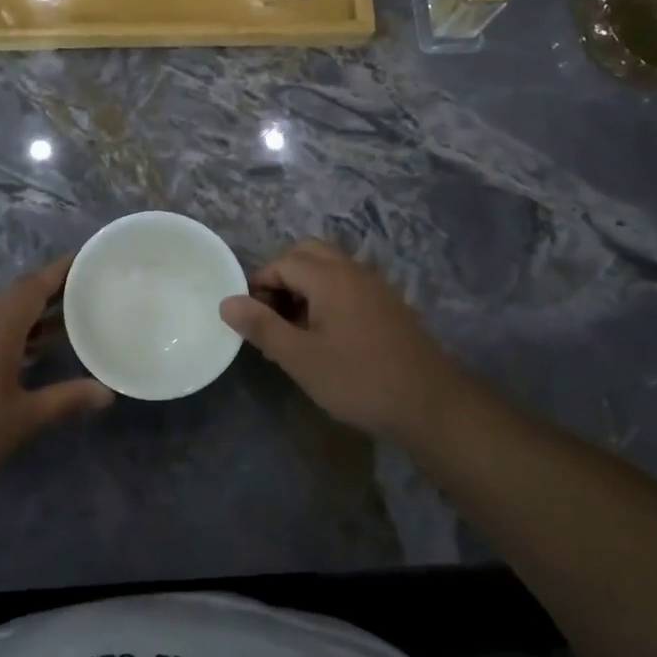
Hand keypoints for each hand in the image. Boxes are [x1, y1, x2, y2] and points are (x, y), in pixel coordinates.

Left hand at [0, 256, 111, 496]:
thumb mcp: (21, 419)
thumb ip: (65, 399)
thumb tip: (107, 393)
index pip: (33, 285)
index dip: (61, 269)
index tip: (86, 258)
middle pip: (16, 296)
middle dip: (49, 293)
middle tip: (84, 295)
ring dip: (28, 317)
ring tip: (60, 328)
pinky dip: (7, 333)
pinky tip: (21, 357)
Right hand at [219, 239, 466, 445]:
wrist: (430, 403)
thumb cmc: (358, 379)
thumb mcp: (300, 358)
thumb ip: (261, 326)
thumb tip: (226, 302)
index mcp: (329, 276)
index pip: (282, 262)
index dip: (260, 285)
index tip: (252, 319)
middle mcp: (353, 270)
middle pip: (308, 253)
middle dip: (283, 276)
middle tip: (273, 315)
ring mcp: (375, 285)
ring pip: (330, 267)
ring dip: (306, 286)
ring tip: (296, 328)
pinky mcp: (389, 304)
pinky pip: (349, 284)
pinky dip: (329, 295)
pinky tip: (328, 335)